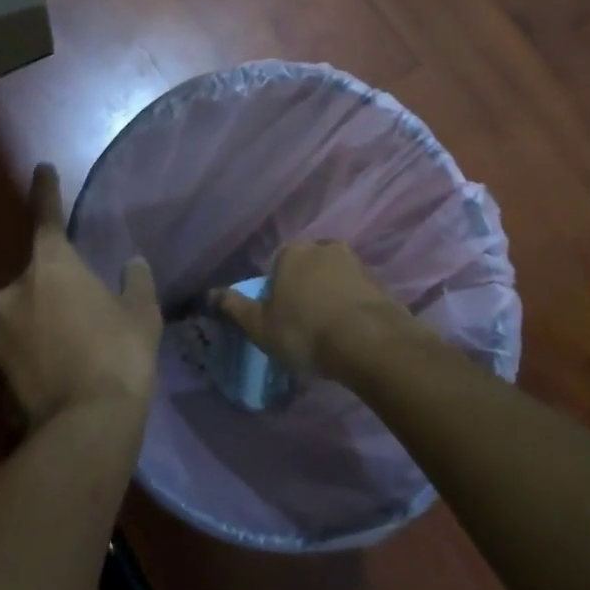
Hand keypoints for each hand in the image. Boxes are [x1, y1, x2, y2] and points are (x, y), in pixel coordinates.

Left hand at [0, 165, 161, 429]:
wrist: (86, 426)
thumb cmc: (120, 354)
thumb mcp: (141, 312)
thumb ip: (134, 280)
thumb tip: (132, 264)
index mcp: (52, 265)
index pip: (46, 216)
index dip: (46, 190)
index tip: (42, 167)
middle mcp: (14, 290)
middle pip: (34, 274)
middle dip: (54, 285)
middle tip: (82, 308)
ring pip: (19, 311)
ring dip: (37, 318)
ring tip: (66, 344)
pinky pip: (9, 344)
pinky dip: (26, 348)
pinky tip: (48, 368)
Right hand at [213, 239, 417, 378]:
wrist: (369, 342)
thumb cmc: (306, 332)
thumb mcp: (261, 326)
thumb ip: (235, 308)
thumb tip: (209, 294)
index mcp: (293, 252)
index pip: (278, 265)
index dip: (278, 291)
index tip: (281, 317)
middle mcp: (324, 247)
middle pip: (308, 267)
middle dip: (306, 288)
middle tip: (305, 323)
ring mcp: (356, 262)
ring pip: (334, 278)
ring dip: (331, 296)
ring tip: (330, 331)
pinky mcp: (379, 281)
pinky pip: (357, 292)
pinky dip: (352, 306)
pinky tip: (351, 332)